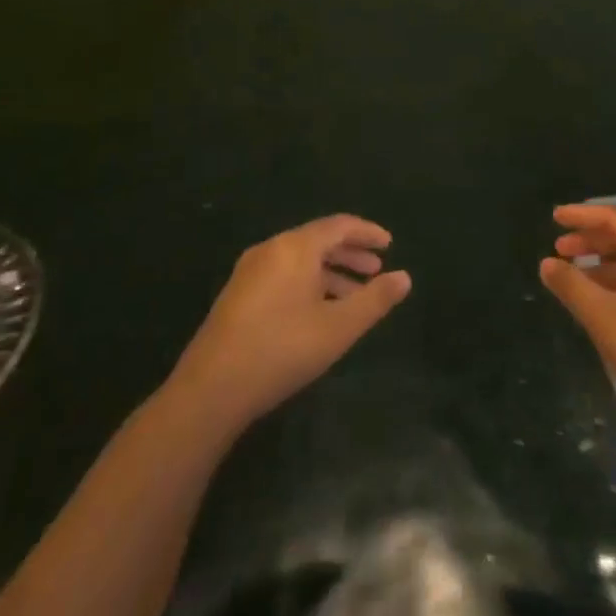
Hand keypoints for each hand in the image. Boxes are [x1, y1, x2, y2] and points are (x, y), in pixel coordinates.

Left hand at [170, 215, 410, 429]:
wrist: (211, 389)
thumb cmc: (282, 349)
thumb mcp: (339, 327)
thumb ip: (375, 300)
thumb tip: (405, 277)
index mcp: (295, 248)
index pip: (339, 225)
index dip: (368, 233)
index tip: (390, 245)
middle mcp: (271, 250)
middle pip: (318, 240)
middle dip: (350, 254)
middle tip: (376, 271)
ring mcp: (250, 272)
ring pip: (300, 261)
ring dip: (331, 273)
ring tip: (355, 297)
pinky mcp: (238, 295)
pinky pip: (284, 275)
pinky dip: (309, 284)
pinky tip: (320, 313)